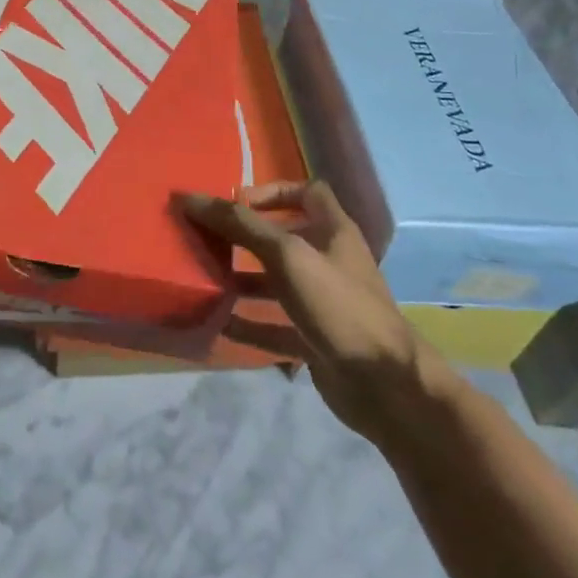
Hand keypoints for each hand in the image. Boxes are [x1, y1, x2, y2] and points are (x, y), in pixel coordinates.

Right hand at [178, 181, 458, 445]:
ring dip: (242, 280)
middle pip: (284, 238)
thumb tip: (190, 197)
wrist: (386, 387)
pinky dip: (249, 323)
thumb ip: (241, 225)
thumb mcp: (287, 255)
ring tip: (206, 278)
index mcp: (334, 232)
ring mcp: (323, 303)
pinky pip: (275, 326)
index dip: (273, 191)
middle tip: (208, 238)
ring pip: (276, 283)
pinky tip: (219, 323)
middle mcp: (329, 262)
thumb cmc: (338, 305)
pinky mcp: (315, 339)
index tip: (238, 202)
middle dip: (246, 237)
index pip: (308, 192)